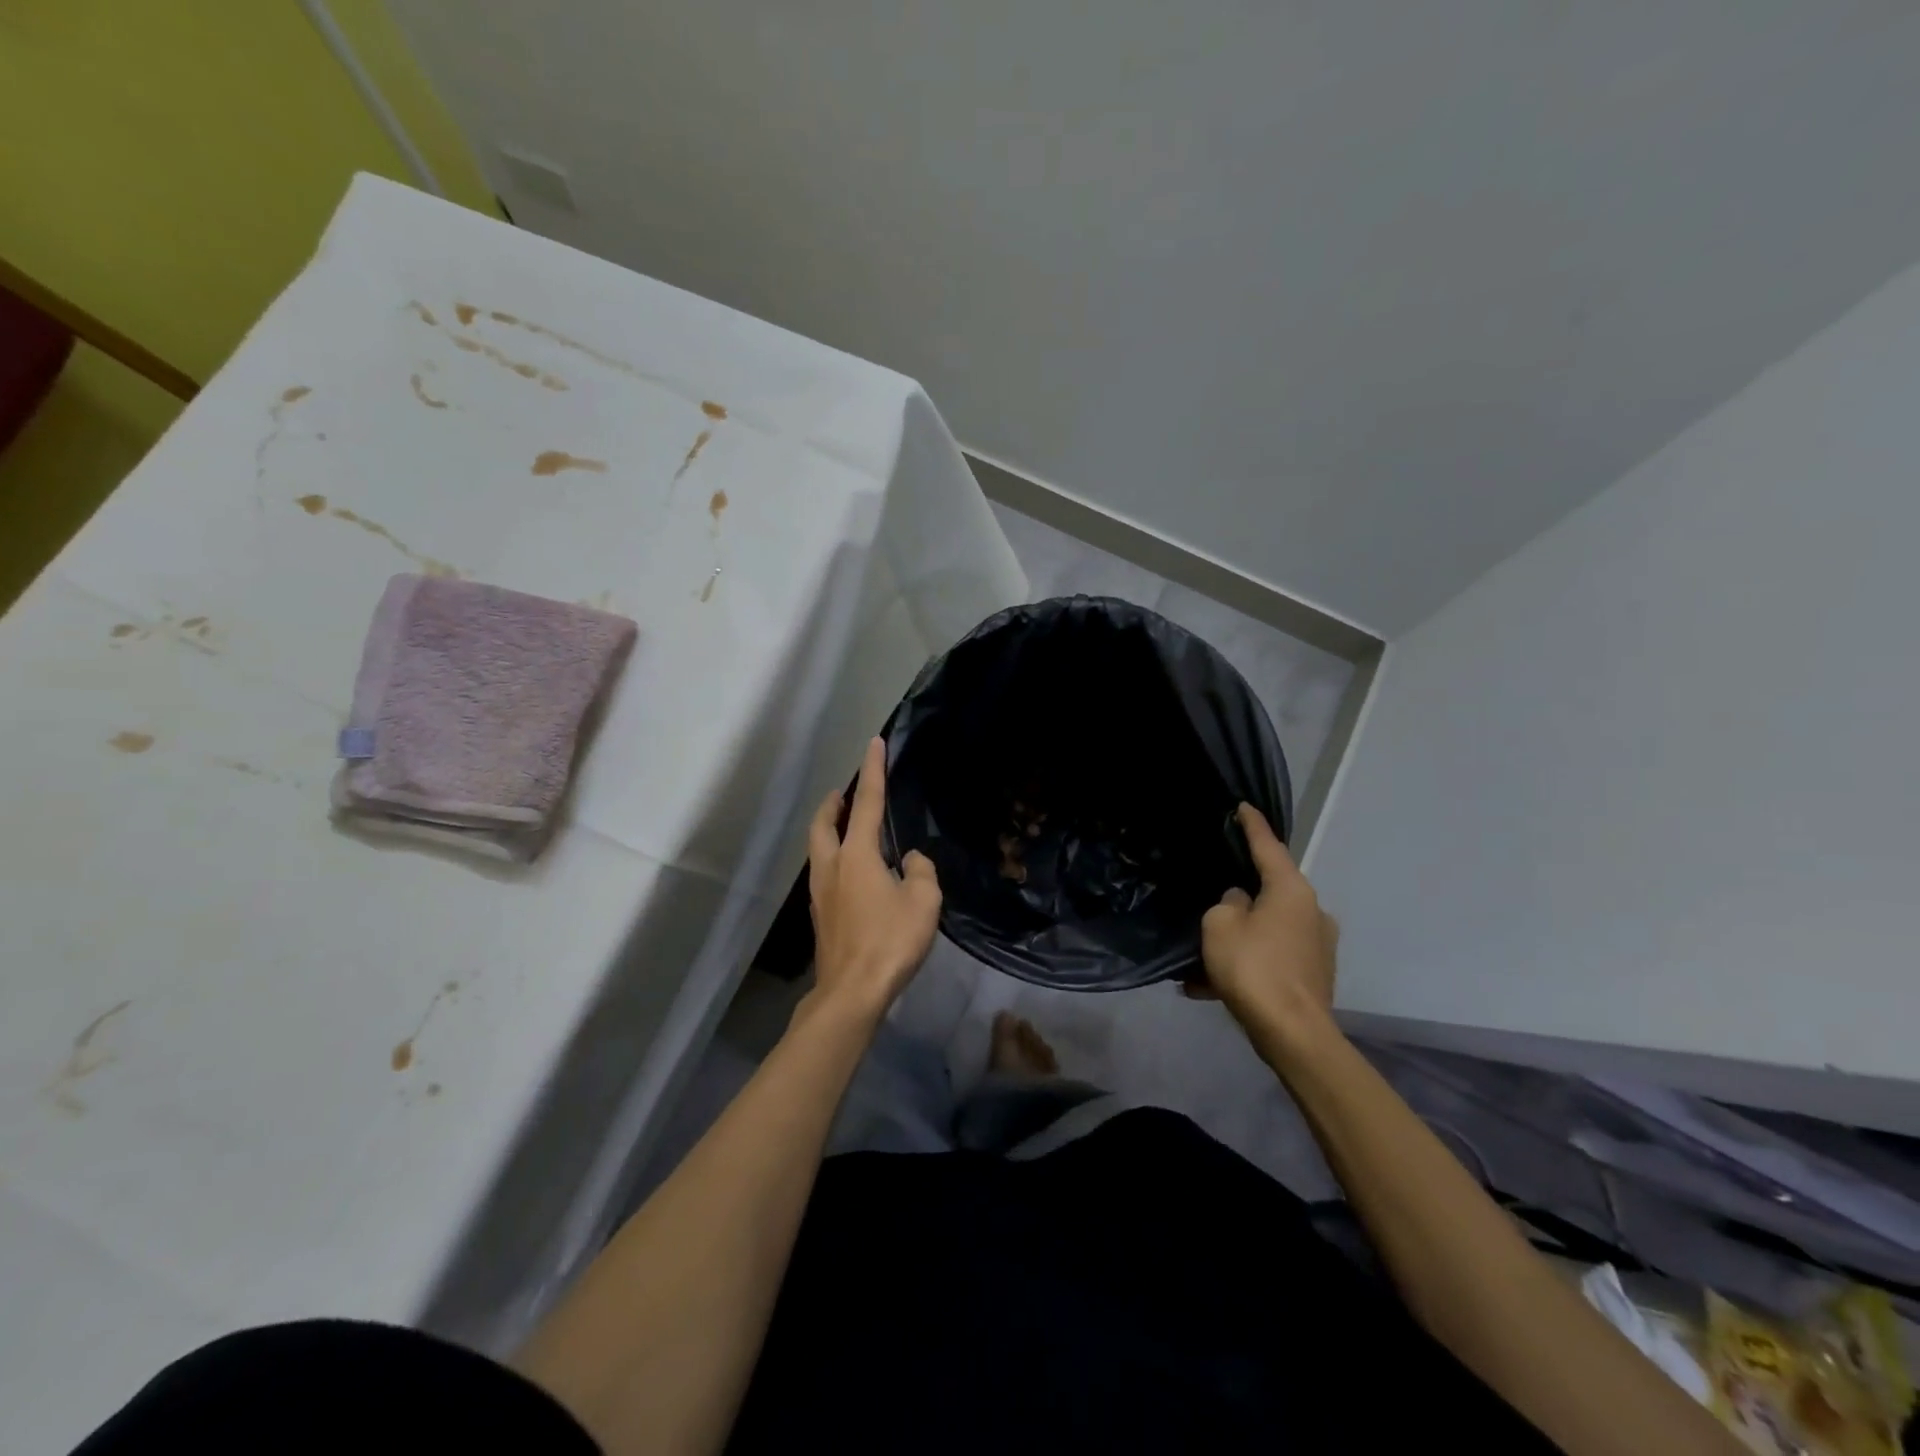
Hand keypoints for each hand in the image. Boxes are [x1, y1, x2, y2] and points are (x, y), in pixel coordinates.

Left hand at [804, 737, 941, 1022]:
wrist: (852, 992)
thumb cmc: (889, 941)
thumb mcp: (923, 902)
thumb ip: (922, 872)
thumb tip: (911, 862)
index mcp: (857, 855)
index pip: (866, 802)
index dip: (872, 770)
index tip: (873, 743)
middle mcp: (832, 866)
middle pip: (823, 823)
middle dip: (832, 803)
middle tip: (843, 792)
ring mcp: (821, 892)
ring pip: (818, 848)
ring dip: (828, 829)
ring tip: (844, 826)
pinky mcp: (821, 915)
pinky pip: (823, 872)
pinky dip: (833, 857)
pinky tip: (852, 873)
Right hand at [1192, 803, 1338, 1050]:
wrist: (1293, 1035)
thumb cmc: (1254, 968)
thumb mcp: (1220, 925)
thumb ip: (1227, 903)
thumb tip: (1241, 902)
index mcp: (1291, 890)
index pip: (1268, 846)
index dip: (1252, 825)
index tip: (1243, 806)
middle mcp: (1311, 911)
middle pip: (1268, 891)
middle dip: (1238, 897)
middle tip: (1210, 899)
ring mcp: (1317, 945)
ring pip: (1266, 929)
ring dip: (1238, 939)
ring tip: (1200, 959)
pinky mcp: (1313, 975)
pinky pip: (1272, 958)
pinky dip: (1246, 964)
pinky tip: (1209, 987)